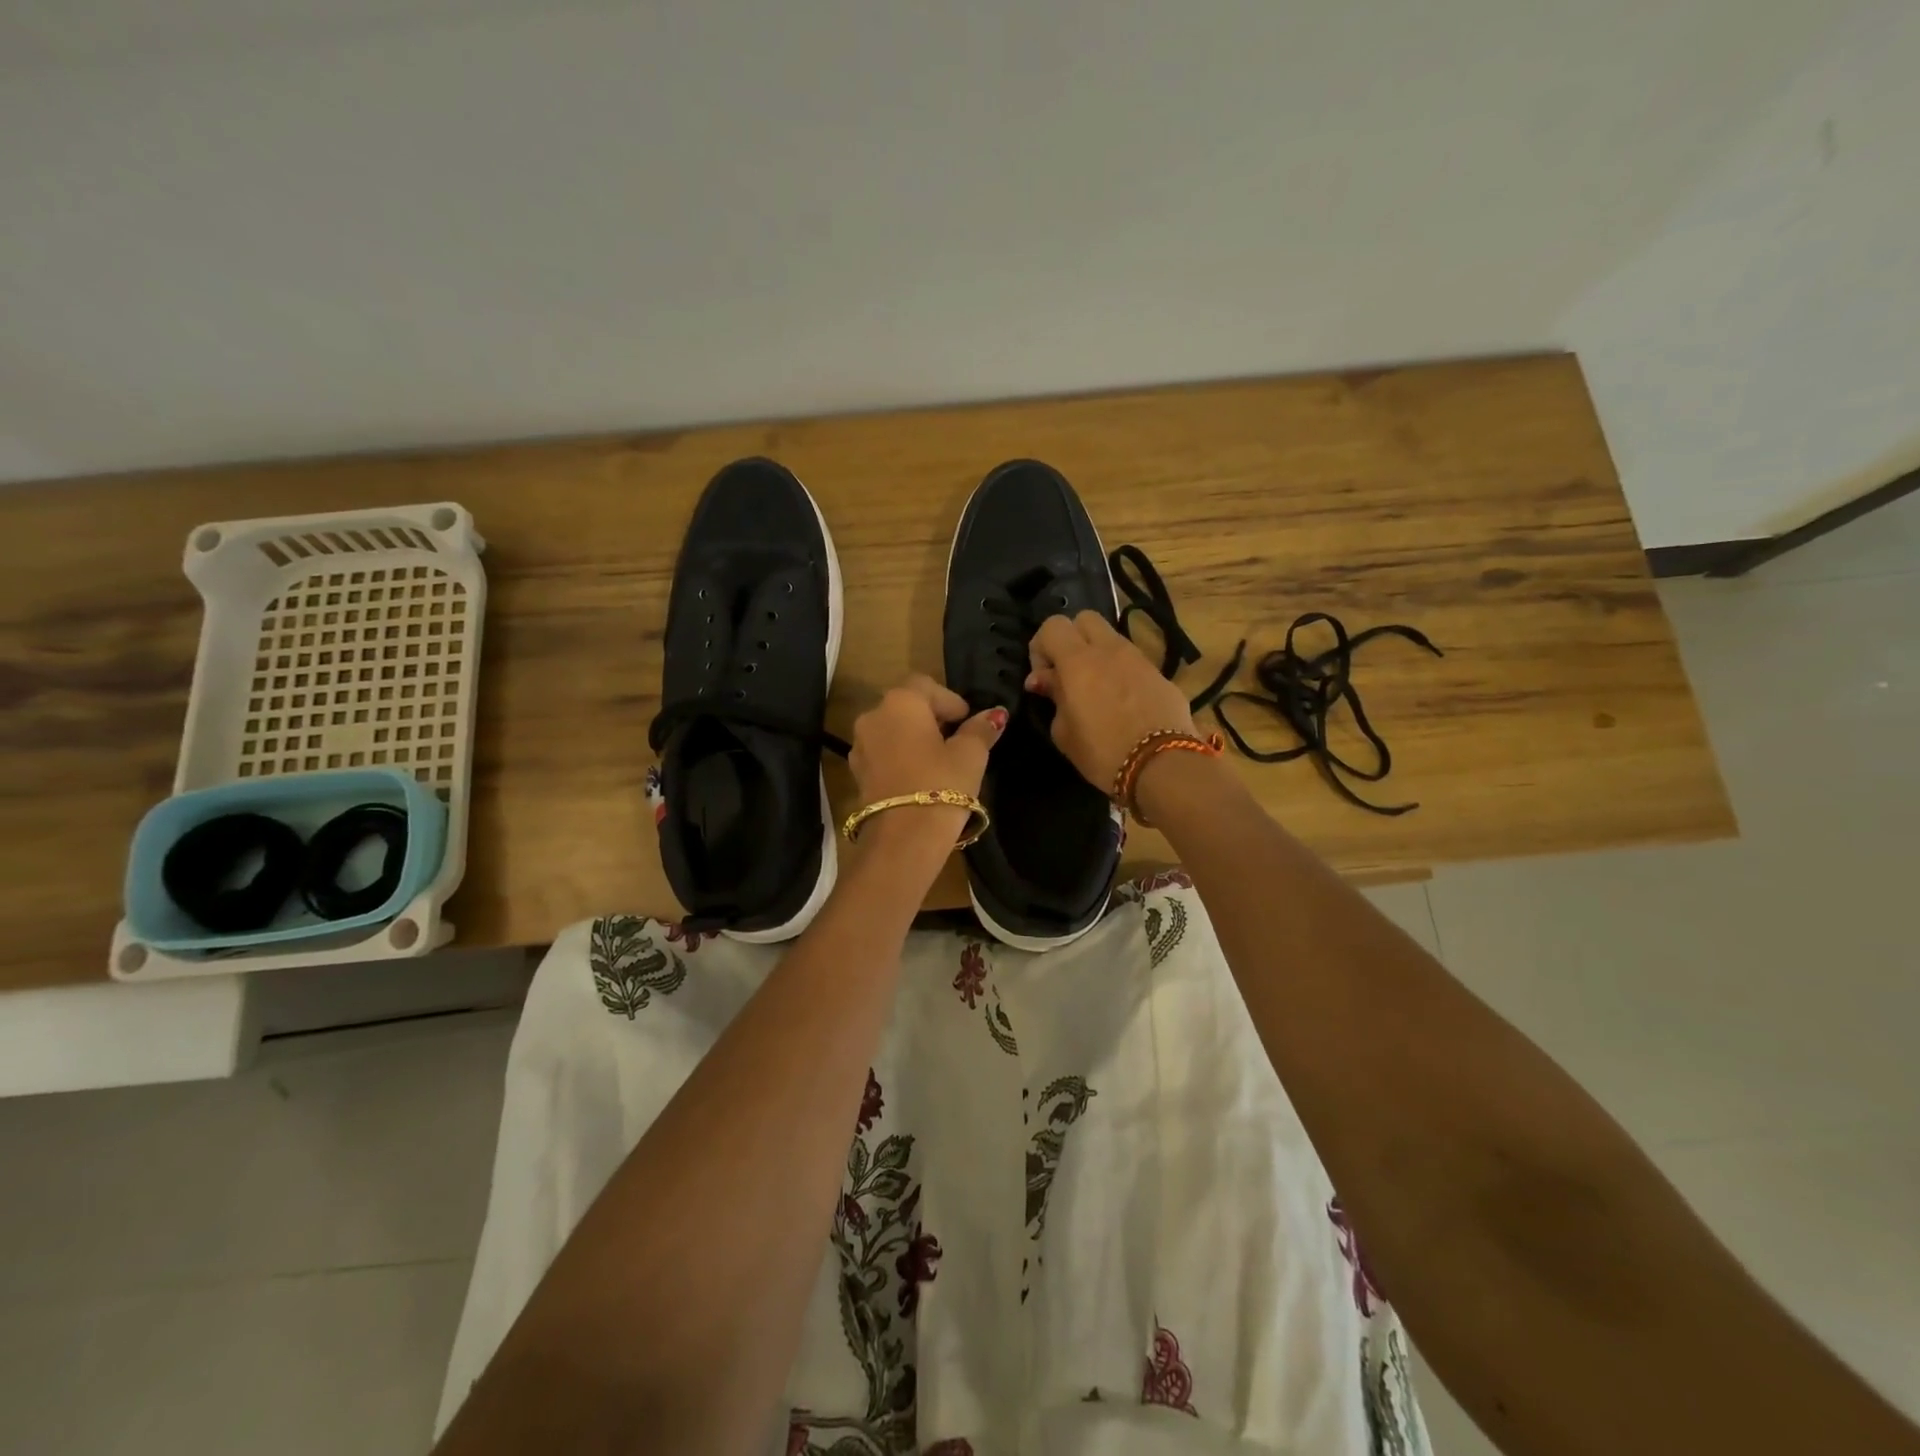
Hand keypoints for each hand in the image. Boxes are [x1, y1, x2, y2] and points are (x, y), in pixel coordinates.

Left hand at [849, 674, 1004, 808]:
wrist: (903, 838)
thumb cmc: (942, 784)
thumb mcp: (970, 755)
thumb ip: (980, 730)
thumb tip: (995, 715)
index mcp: (901, 702)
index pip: (926, 685)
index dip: (950, 700)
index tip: (968, 721)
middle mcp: (873, 716)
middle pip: (906, 706)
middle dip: (932, 718)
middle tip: (957, 740)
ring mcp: (860, 746)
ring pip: (892, 730)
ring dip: (914, 738)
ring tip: (940, 761)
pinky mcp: (857, 773)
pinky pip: (883, 753)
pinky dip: (901, 757)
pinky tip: (921, 777)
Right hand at [1026, 612, 1196, 789]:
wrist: (1163, 766)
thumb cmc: (1103, 752)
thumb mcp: (1064, 732)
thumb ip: (1053, 697)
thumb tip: (1044, 680)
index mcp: (1078, 661)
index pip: (1052, 626)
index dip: (1041, 647)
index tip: (1042, 679)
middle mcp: (1109, 650)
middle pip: (1085, 619)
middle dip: (1071, 640)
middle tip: (1067, 674)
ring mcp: (1139, 659)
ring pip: (1111, 638)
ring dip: (1097, 654)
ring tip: (1095, 690)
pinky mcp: (1160, 674)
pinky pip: (1132, 661)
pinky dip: (1120, 671)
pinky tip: (1121, 703)